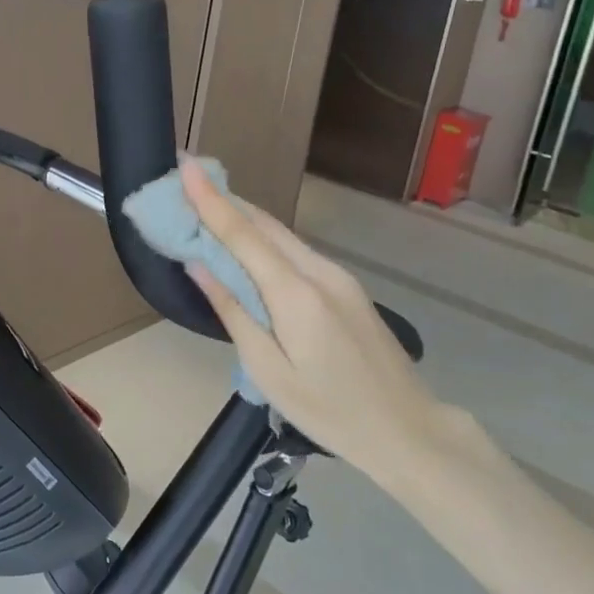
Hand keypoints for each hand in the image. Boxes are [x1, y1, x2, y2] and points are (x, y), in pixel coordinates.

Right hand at [178, 158, 459, 489]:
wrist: (409, 429)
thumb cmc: (330, 412)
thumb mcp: (269, 370)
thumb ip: (233, 311)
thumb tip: (198, 265)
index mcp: (296, 293)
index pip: (243, 233)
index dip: (209, 198)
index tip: (185, 163)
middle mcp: (318, 271)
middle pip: (263, 224)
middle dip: (222, 200)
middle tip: (186, 183)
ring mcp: (337, 275)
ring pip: (281, 234)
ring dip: (243, 218)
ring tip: (206, 209)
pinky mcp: (346, 285)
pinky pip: (295, 251)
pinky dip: (264, 240)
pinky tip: (246, 245)